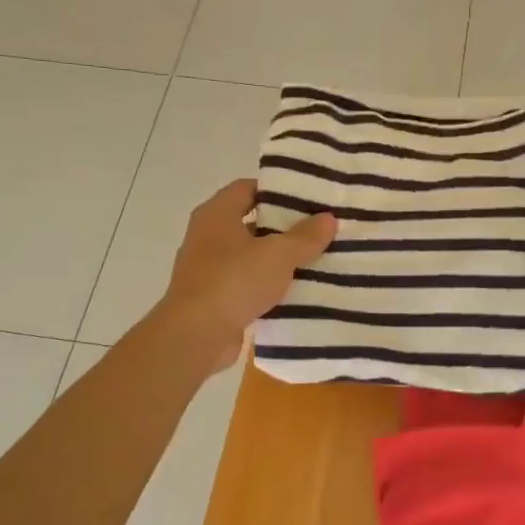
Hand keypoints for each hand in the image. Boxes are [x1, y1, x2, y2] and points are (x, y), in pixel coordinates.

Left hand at [155, 179, 335, 372]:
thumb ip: (305, 236)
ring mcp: (208, 268)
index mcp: (216, 214)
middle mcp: (208, 236)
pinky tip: (295, 290)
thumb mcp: (278, 255)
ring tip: (314, 259)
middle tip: (318, 229)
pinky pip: (246, 283)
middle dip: (284, 226)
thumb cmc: (234, 281)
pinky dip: (267, 285)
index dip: (277, 190)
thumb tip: (328, 218)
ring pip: (250, 255)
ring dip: (277, 258)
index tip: (308, 198)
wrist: (196, 336)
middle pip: (251, 222)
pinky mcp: (214, 298)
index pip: (247, 188)